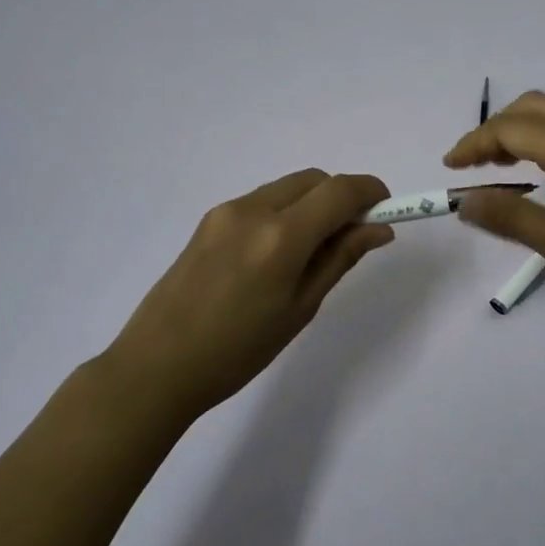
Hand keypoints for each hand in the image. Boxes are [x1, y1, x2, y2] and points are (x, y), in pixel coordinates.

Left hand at [100, 170, 394, 425]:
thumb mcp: (300, 308)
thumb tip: (378, 229)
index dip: (371, 192)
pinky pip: (261, 201)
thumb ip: (340, 258)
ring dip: (311, 204)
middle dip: (341, 197)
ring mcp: (226, 211)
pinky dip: (283, 212)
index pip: (340, 190)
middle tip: (351, 236)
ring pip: (286, 188)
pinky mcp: (208, 220)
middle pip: (313, 180)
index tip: (386, 210)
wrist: (158, 365)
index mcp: (281, 236)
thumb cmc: (238, 350)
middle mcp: (253, 209)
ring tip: (311, 251)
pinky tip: (276, 254)